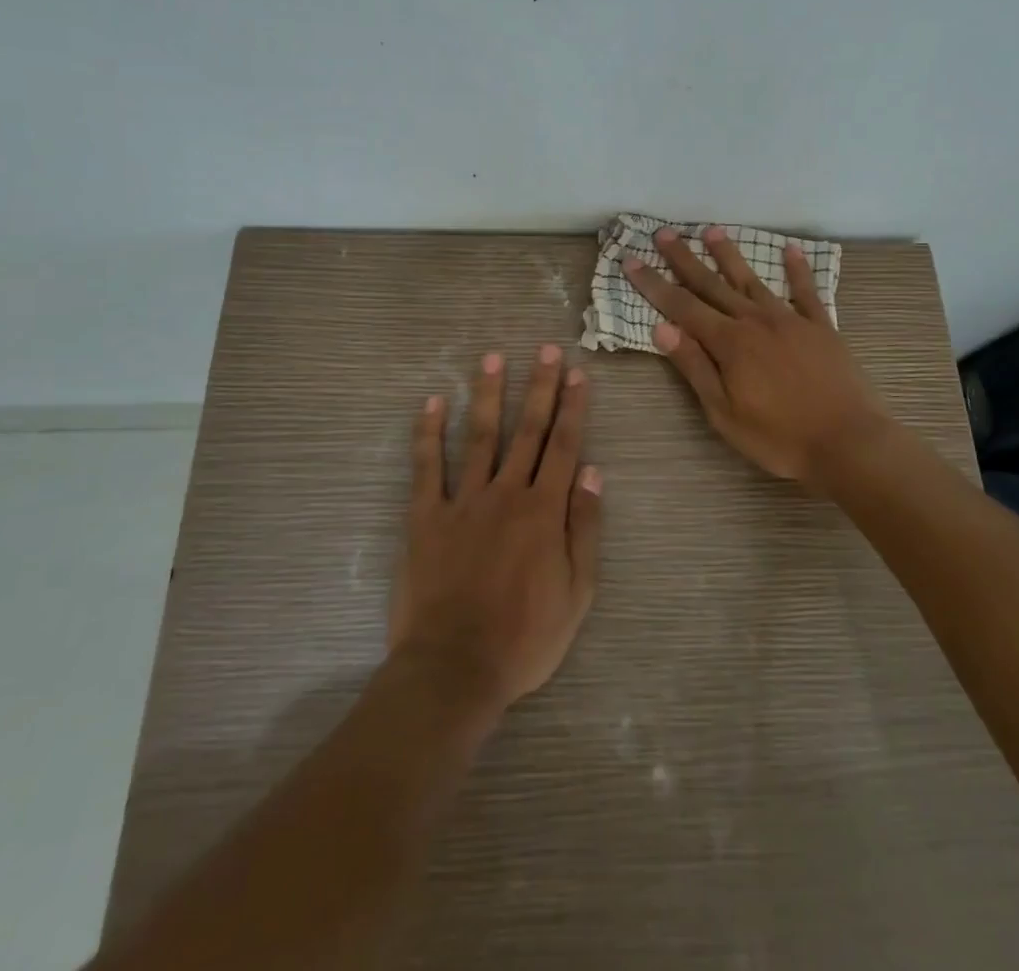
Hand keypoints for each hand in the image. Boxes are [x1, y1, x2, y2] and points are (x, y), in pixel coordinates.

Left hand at [388, 347, 601, 716]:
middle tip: (546, 349)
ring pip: (479, 437)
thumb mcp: (577, 592)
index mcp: (544, 511)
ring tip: (492, 358)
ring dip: (488, 395)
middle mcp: (506, 494)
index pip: (563, 446)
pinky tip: (432, 403)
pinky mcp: (426, 517)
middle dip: (539, 387)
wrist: (454, 668)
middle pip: (526, 431)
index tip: (578, 374)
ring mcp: (462, 502)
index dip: (573, 408)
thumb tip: (592, 471)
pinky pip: (426, 468)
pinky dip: (428, 433)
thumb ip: (585, 528)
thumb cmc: (525, 637)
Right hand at [623, 226, 890, 485]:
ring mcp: (791, 320)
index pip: (681, 306)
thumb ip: (694, 367)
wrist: (848, 442)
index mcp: (729, 343)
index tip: (631, 260)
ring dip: (729, 255)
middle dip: (684, 259)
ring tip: (712, 231)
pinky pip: (806, 291)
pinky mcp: (821, 327)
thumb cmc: (779, 437)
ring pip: (752, 280)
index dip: (653, 284)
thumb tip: (661, 328)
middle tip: (663, 233)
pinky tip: (790, 249)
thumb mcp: (724, 413)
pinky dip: (797, 269)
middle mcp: (756, 321)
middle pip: (712, 284)